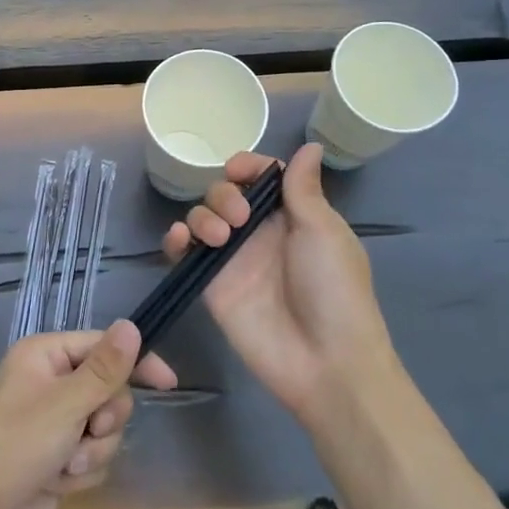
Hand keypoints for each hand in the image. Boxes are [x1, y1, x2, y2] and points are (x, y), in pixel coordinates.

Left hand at [0, 321, 177, 508]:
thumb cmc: (17, 445)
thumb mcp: (66, 403)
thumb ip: (105, 368)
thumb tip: (132, 325)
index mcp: (45, 355)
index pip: (103, 346)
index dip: (135, 362)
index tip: (167, 383)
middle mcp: (51, 383)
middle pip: (108, 390)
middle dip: (104, 419)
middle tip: (88, 431)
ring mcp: (54, 423)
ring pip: (104, 428)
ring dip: (92, 451)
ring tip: (64, 465)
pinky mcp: (58, 459)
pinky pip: (93, 456)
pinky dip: (82, 472)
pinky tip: (57, 483)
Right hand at [162, 144, 395, 421]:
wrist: (325, 362)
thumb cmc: (334, 291)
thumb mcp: (325, 232)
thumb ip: (304, 189)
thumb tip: (309, 146)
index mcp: (292, 215)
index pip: (262, 176)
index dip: (248, 166)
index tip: (239, 170)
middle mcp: (260, 232)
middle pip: (226, 192)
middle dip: (224, 193)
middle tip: (238, 217)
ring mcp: (233, 258)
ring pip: (202, 217)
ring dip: (202, 215)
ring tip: (218, 238)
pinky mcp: (211, 284)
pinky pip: (183, 252)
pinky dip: (174, 239)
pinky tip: (179, 240)